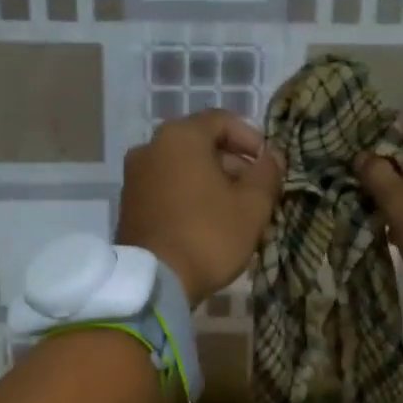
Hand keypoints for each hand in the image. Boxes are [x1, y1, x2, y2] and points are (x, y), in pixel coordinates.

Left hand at [117, 110, 284, 306]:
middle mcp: (150, 148)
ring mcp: (135, 177)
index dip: (252, 139)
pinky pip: (167, 189)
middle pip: (201, 145)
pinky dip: (190, 197)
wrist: (154, 281)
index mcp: (180, 137)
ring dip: (212, 183)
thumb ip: (267, 174)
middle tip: (256, 192)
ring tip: (236, 212)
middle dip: (233, 164)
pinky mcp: (129, 204)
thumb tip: (273, 157)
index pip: (223, 121)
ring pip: (184, 169)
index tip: (269, 165)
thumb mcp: (252, 206)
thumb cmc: (208, 235)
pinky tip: (208, 223)